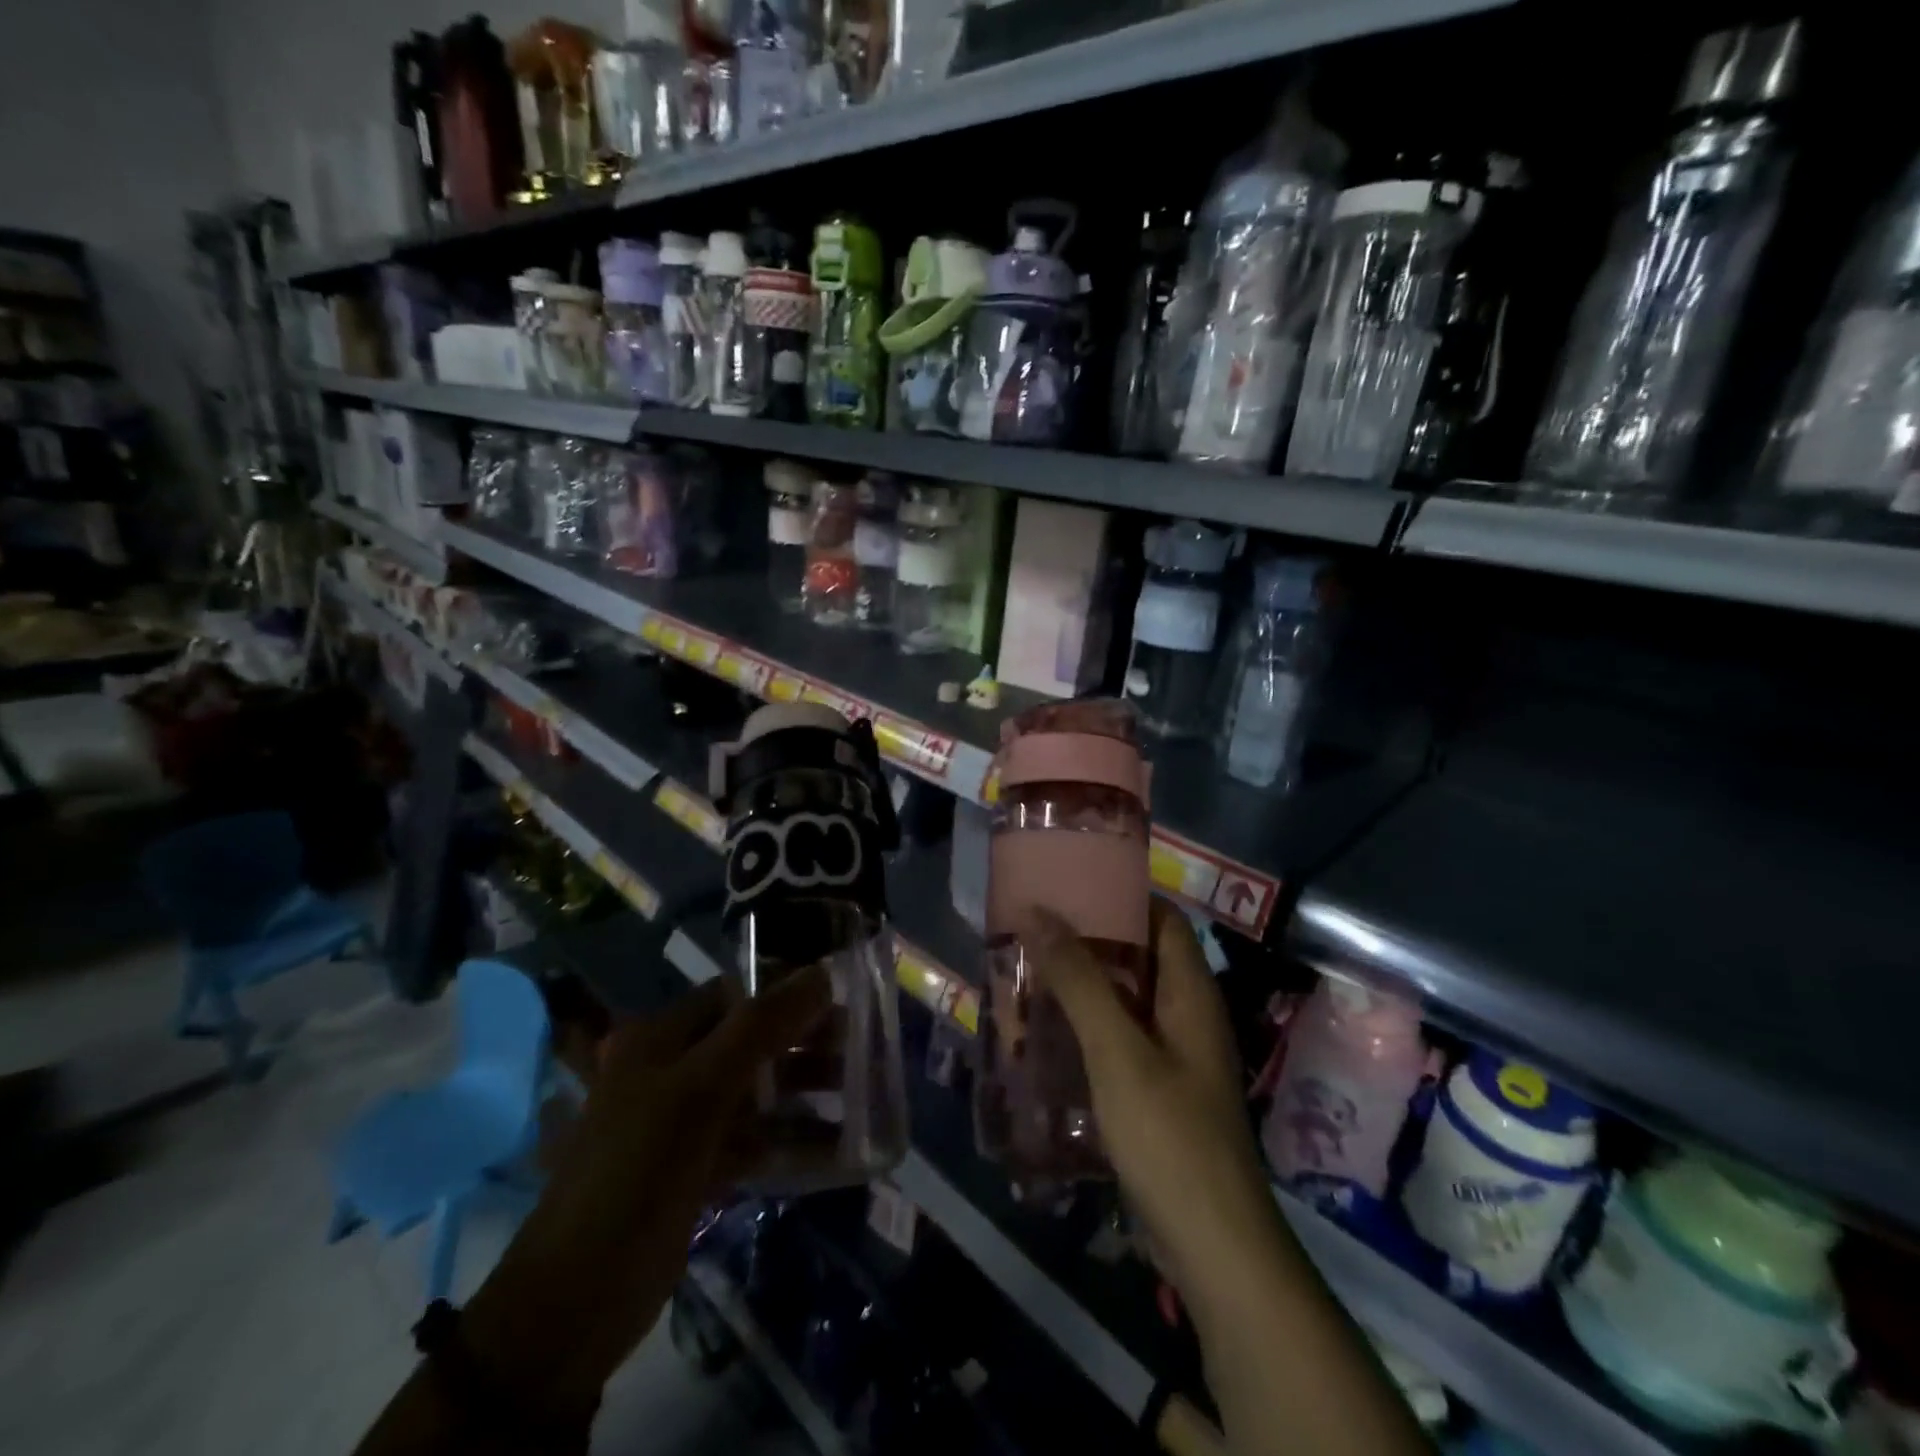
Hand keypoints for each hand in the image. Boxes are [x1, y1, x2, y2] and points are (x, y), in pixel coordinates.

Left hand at [460, 969, 830, 1420]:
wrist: (574, 1301)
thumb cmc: (635, 1174)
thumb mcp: (699, 1091)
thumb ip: (761, 1028)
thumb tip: (822, 973)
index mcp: (662, 1037)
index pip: (737, 992)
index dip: (789, 989)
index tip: (844, 995)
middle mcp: (673, 1069)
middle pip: (753, 1039)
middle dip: (806, 1041)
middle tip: (862, 1045)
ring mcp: (685, 1121)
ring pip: (758, 1090)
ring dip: (806, 1089)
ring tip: (863, 1092)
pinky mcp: (698, 1167)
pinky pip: (756, 1140)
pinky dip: (793, 1140)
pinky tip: (839, 1147)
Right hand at [1021, 900, 1279, 1321]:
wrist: (1213, 1247)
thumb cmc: (1170, 1135)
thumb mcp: (1118, 1050)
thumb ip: (1080, 980)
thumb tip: (1039, 910)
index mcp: (1191, 992)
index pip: (1162, 918)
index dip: (1122, 893)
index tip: (1071, 879)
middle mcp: (1187, 1015)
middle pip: (1140, 957)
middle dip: (1090, 939)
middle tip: (1034, 925)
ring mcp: (1175, 1057)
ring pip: (1126, 1001)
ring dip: (1083, 985)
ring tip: (1029, 970)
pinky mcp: (1159, 1093)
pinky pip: (1120, 1041)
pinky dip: (1087, 1028)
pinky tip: (1046, 1034)